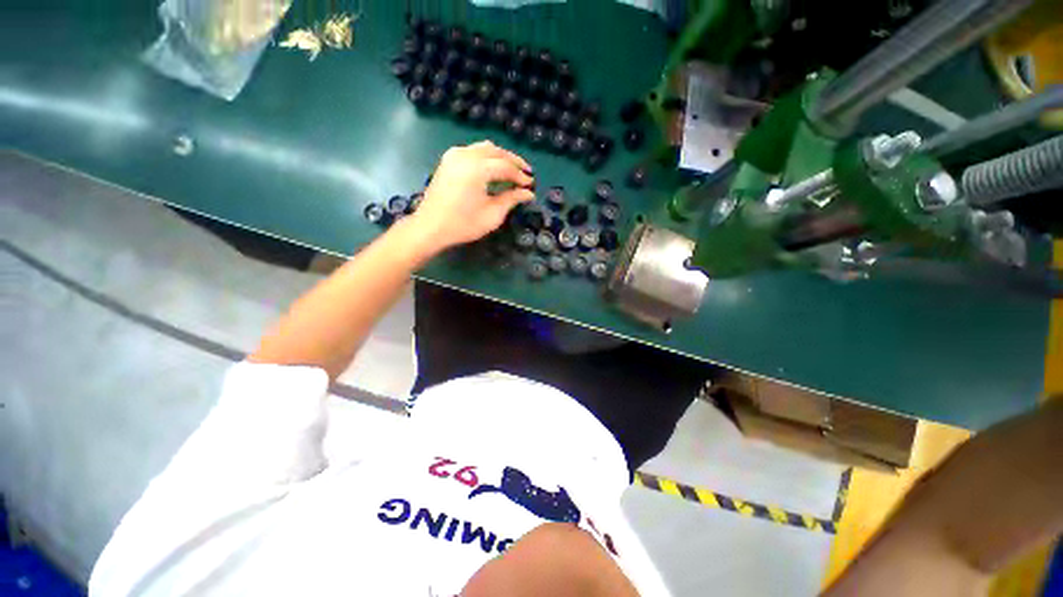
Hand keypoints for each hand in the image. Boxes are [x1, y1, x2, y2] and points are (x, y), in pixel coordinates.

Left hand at [409, 141, 534, 253]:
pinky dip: (486, 157)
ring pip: (485, 148)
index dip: (520, 176)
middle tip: (526, 174)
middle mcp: (466, 155)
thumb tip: (528, 193)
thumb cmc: (463, 225)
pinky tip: (492, 169)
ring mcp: (455, 155)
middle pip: (497, 152)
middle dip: (513, 162)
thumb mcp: (492, 215)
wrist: (430, 227)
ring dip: (501, 157)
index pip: (506, 167)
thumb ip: (511, 199)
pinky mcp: (448, 159)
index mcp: (477, 169)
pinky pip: (473, 150)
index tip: (531, 185)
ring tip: (512, 171)